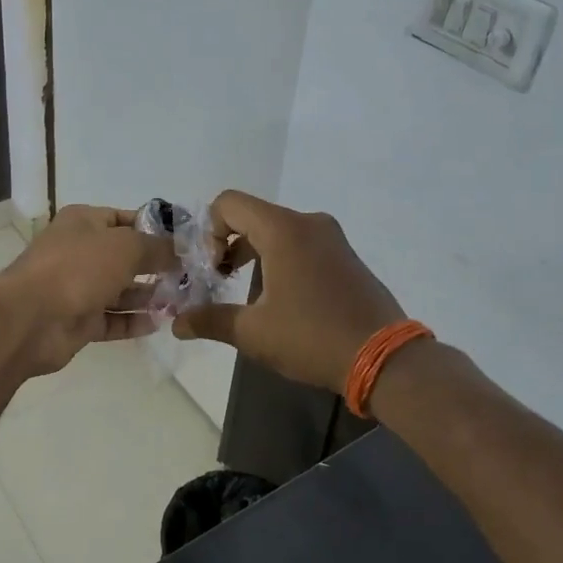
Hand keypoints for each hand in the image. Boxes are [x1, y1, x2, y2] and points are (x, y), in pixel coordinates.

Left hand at [0, 206, 172, 376]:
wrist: (31, 318)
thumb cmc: (79, 268)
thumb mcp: (126, 246)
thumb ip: (157, 248)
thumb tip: (179, 251)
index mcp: (83, 222)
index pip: (125, 219)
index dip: (154, 229)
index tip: (184, 243)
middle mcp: (79, 251)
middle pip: (124, 257)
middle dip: (155, 266)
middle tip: (190, 277)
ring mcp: (77, 288)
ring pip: (119, 290)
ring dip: (148, 296)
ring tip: (181, 301)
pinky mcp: (78, 321)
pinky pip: (112, 320)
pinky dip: (133, 321)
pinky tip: (160, 323)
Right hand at [174, 191, 406, 393]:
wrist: (385, 359)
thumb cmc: (312, 337)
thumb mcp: (253, 332)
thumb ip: (210, 320)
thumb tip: (177, 324)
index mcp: (283, 229)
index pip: (229, 203)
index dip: (208, 230)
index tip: (209, 268)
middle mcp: (308, 222)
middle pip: (252, 215)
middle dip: (228, 243)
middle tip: (219, 279)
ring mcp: (332, 238)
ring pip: (277, 230)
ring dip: (254, 252)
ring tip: (246, 292)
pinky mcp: (346, 256)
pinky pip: (302, 243)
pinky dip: (281, 258)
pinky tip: (281, 297)